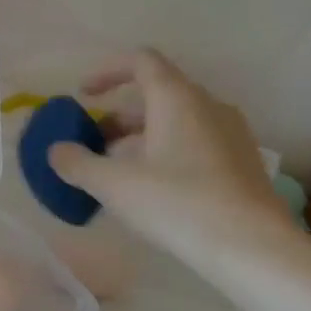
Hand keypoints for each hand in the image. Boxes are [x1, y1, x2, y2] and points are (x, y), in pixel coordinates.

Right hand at [45, 50, 293, 252]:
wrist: (254, 249)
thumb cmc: (178, 204)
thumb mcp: (113, 184)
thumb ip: (77, 162)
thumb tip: (57, 151)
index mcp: (177, 98)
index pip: (141, 61)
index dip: (106, 72)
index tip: (82, 95)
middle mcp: (208, 105)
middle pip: (156, 93)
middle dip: (118, 115)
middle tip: (92, 144)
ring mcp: (230, 134)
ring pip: (176, 120)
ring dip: (140, 136)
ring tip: (117, 170)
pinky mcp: (241, 163)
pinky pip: (194, 141)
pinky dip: (165, 151)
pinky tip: (151, 189)